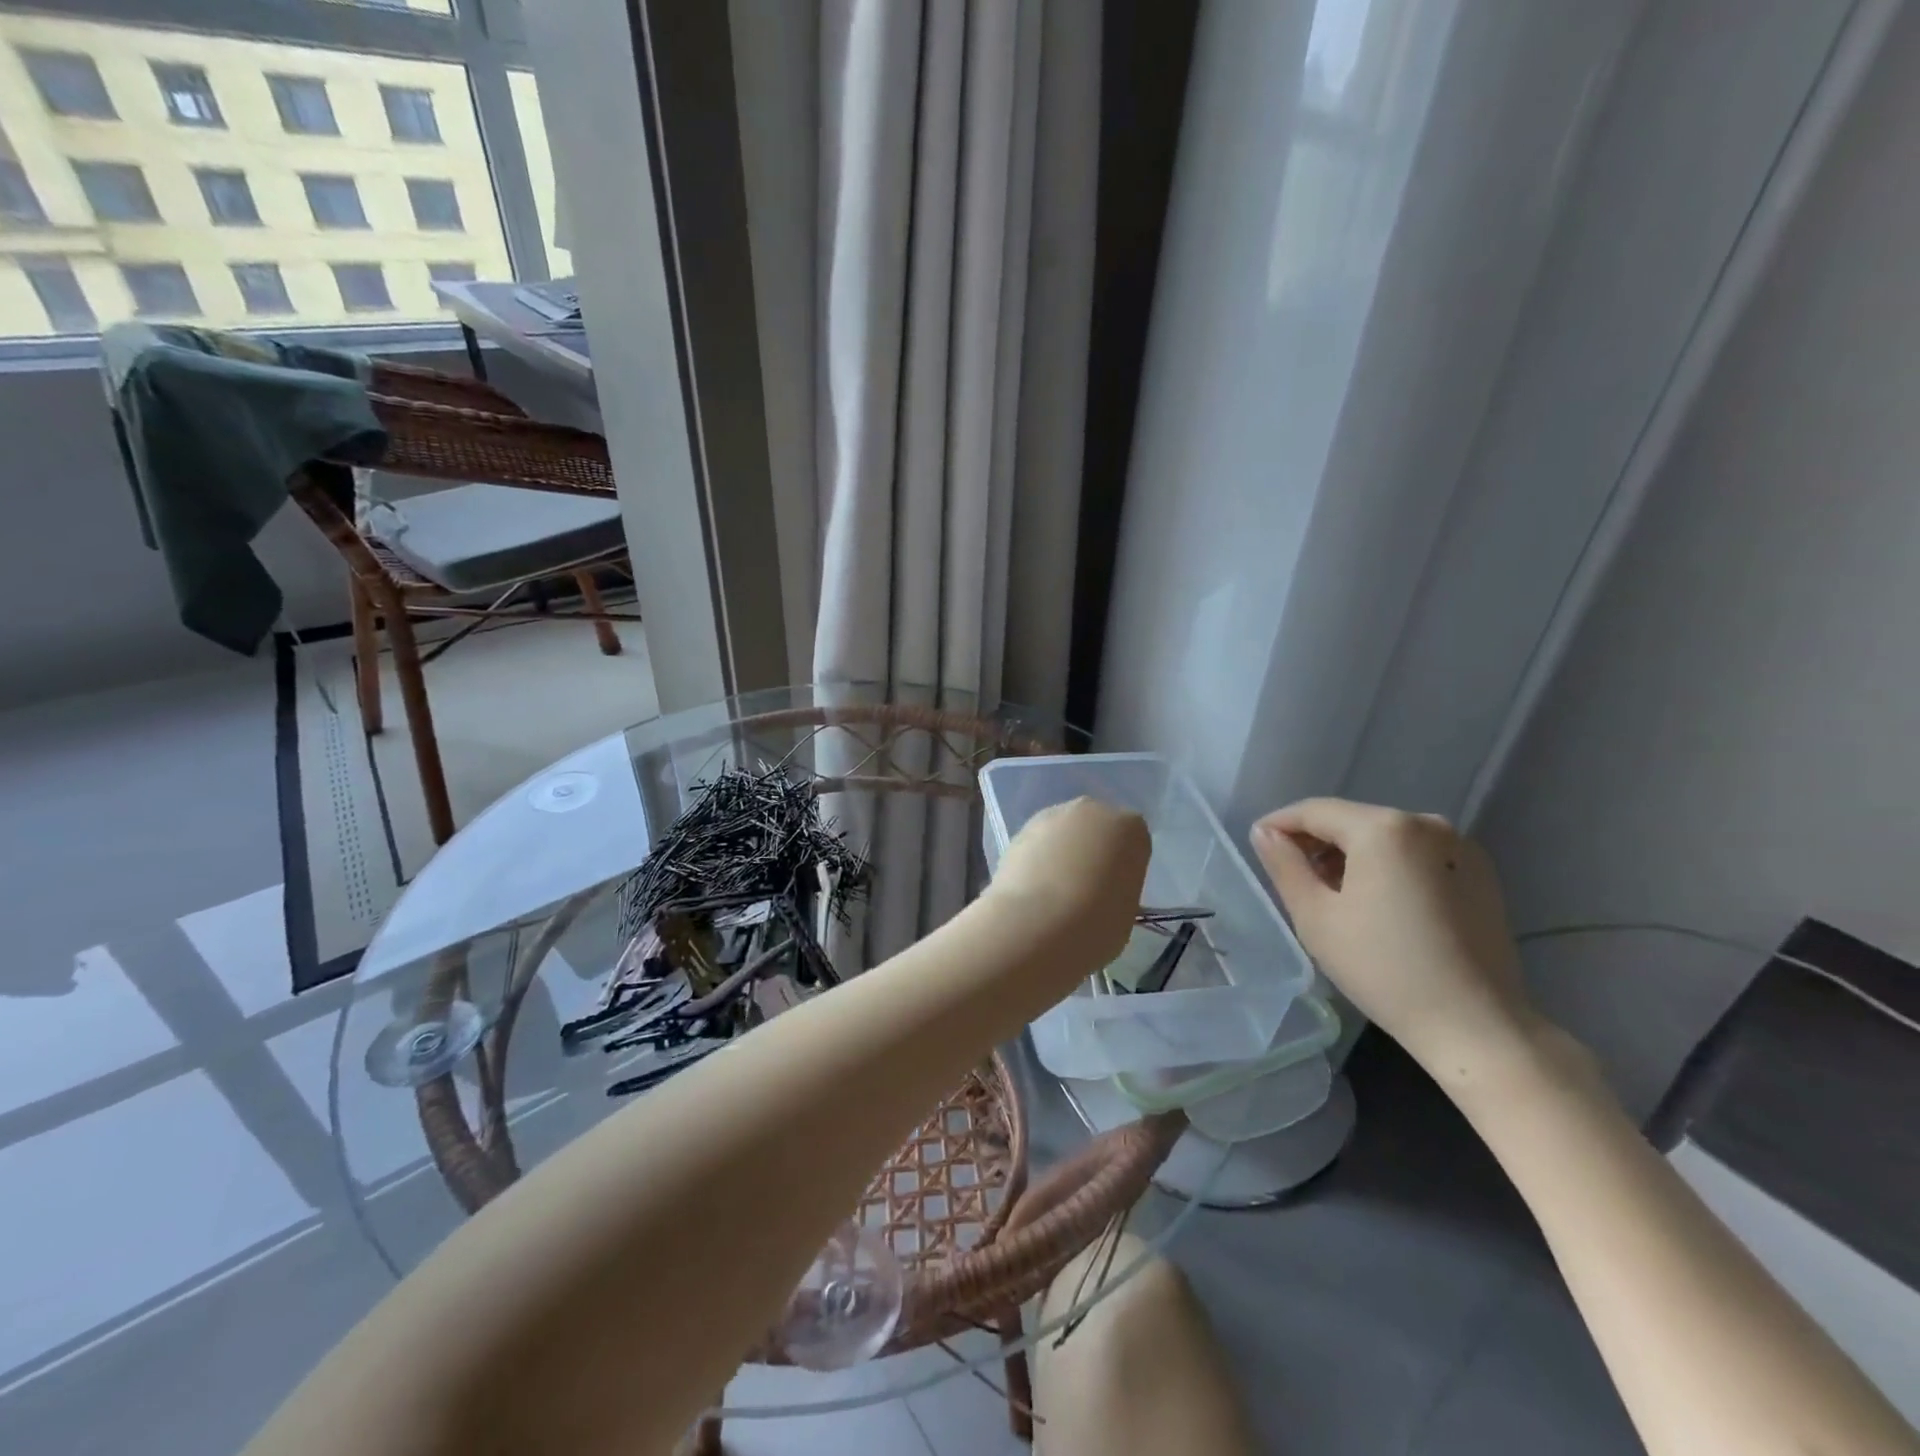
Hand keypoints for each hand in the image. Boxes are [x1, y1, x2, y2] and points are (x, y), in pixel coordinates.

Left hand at [991, 798, 1149, 967]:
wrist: (1036, 924)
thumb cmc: (1096, 923)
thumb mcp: (1126, 911)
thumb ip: (1117, 889)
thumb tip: (1102, 891)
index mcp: (1130, 828)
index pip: (1132, 842)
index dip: (1123, 867)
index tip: (1114, 891)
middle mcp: (1092, 810)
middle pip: (1096, 828)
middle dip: (1091, 850)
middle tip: (1085, 888)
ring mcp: (1052, 815)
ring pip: (1063, 832)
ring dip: (1060, 852)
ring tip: (1053, 892)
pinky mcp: (1019, 829)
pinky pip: (1037, 843)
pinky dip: (1036, 860)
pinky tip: (1032, 889)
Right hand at [1250, 798, 1539, 1079]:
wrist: (1476, 1026)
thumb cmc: (1383, 969)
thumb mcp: (1315, 916)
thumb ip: (1284, 865)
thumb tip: (1265, 833)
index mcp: (1384, 828)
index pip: (1315, 811)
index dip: (1280, 824)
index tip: (1258, 846)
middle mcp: (1426, 824)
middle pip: (1352, 821)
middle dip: (1317, 842)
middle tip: (1292, 876)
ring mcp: (1460, 848)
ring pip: (1384, 837)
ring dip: (1351, 855)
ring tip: (1332, 894)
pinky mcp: (1480, 874)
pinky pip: (1416, 855)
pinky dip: (1387, 866)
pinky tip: (1377, 904)